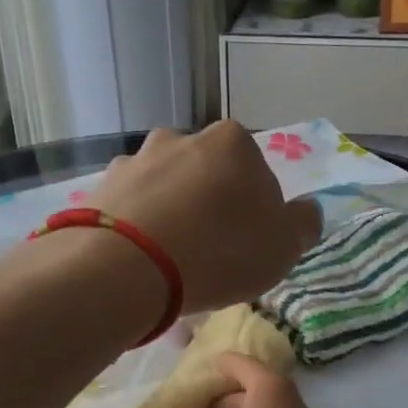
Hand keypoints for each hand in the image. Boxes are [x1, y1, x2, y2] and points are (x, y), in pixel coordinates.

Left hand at [92, 122, 321, 312]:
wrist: (128, 269)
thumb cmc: (219, 252)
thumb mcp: (283, 247)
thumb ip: (303, 224)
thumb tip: (306, 210)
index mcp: (233, 143)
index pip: (258, 174)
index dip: (258, 212)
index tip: (249, 245)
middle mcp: (182, 138)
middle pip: (208, 176)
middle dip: (211, 206)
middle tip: (211, 253)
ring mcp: (136, 160)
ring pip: (166, 188)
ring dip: (172, 214)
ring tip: (170, 260)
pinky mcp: (101, 188)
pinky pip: (130, 208)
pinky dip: (137, 227)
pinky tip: (140, 259)